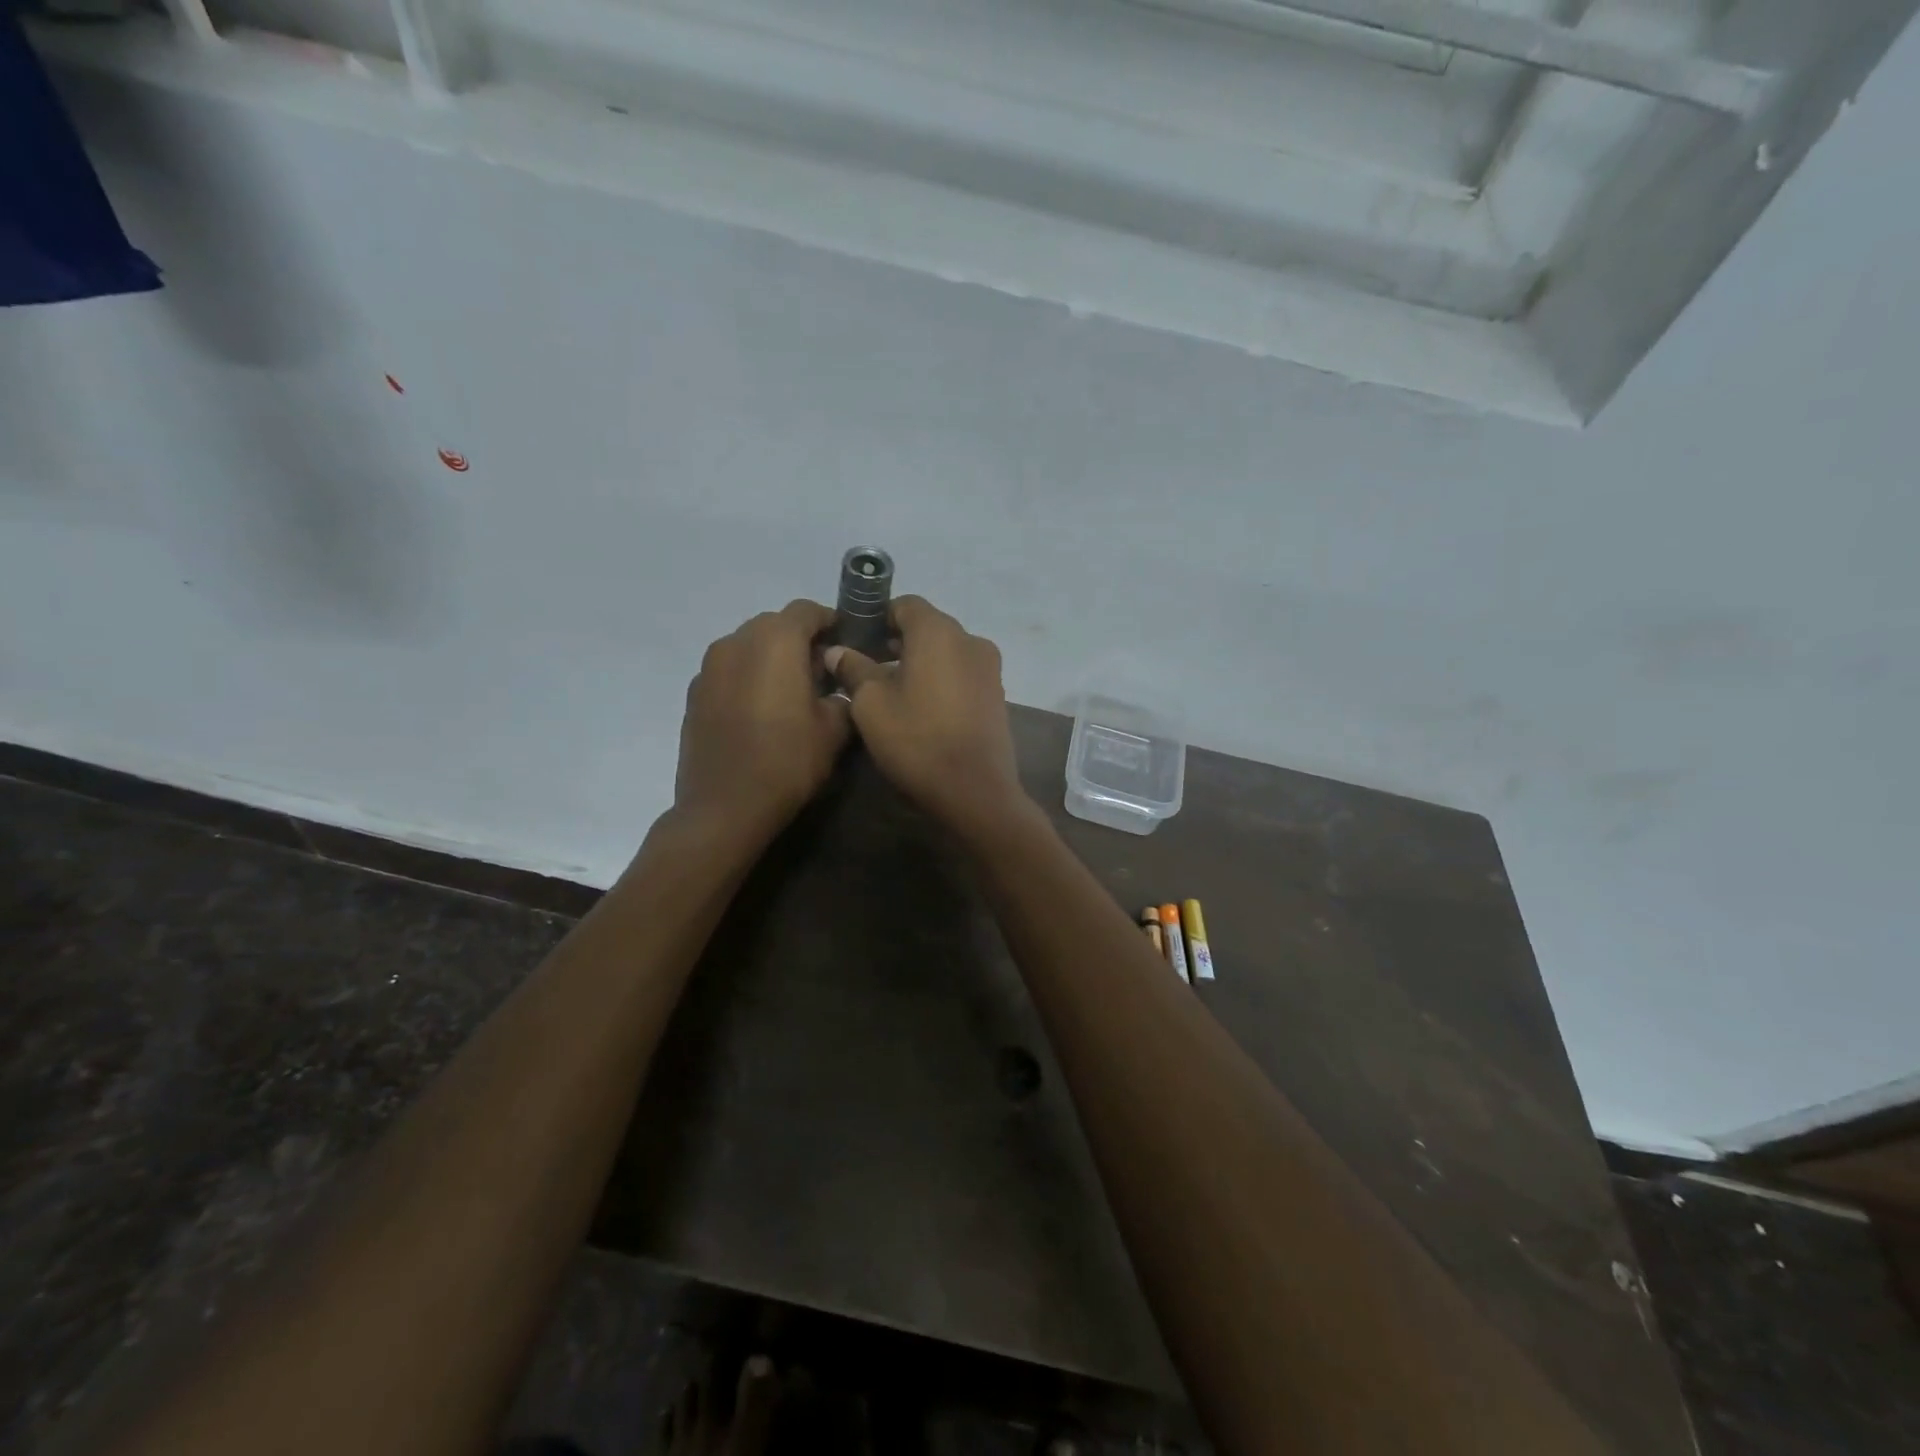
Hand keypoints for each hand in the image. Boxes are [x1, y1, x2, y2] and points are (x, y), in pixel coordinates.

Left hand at [676, 601, 850, 835]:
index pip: (807, 610)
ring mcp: (709, 667)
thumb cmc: (787, 762)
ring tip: (789, 692)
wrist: (724, 807)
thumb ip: (843, 696)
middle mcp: (737, 642)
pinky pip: (728, 671)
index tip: (847, 643)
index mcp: (775, 642)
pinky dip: (747, 678)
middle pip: (774, 624)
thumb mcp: (834, 730)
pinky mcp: (694, 693)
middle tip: (821, 672)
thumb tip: (837, 689)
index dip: (830, 621)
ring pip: (748, 646)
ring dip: (771, 658)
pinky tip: (759, 711)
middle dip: (799, 641)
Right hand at [823, 595, 1028, 838]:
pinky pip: (962, 674)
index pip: (905, 605)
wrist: (975, 791)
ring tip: (892, 692)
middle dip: (897, 642)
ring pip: (946, 652)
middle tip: (867, 669)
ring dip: (919, 662)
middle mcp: (971, 640)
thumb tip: (838, 651)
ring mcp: (990, 669)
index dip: (878, 618)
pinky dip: (941, 680)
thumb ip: (854, 669)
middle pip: (928, 627)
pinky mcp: (997, 695)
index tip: (856, 641)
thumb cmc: (917, 740)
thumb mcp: (871, 705)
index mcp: (939, 632)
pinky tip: (922, 709)